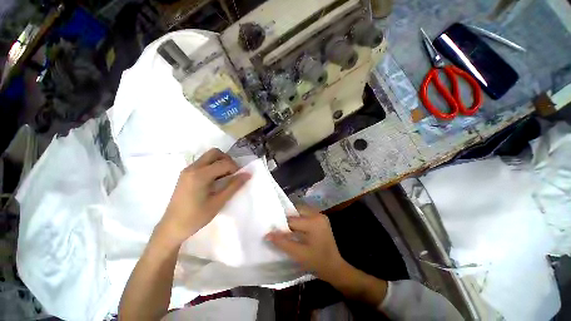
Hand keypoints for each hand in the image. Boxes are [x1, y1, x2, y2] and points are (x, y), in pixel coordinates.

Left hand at [156, 148, 250, 245]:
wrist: (172, 227)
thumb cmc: (196, 217)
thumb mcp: (218, 202)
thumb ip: (234, 186)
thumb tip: (248, 174)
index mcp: (200, 175)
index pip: (224, 163)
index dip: (235, 168)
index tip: (238, 178)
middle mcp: (192, 168)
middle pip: (215, 153)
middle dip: (227, 160)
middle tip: (232, 173)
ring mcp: (187, 170)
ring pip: (208, 156)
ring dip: (220, 162)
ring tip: (224, 177)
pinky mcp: (185, 174)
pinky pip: (203, 162)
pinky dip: (212, 166)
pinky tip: (214, 179)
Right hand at [265, 205, 345, 282]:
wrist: (335, 268)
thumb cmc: (317, 262)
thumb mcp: (298, 254)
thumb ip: (282, 243)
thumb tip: (267, 234)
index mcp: (314, 222)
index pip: (292, 220)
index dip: (282, 226)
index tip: (274, 231)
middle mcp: (318, 214)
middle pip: (296, 211)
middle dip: (288, 219)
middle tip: (280, 229)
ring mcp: (321, 215)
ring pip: (301, 211)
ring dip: (293, 218)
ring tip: (287, 229)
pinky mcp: (321, 218)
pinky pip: (306, 214)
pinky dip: (299, 219)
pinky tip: (297, 229)